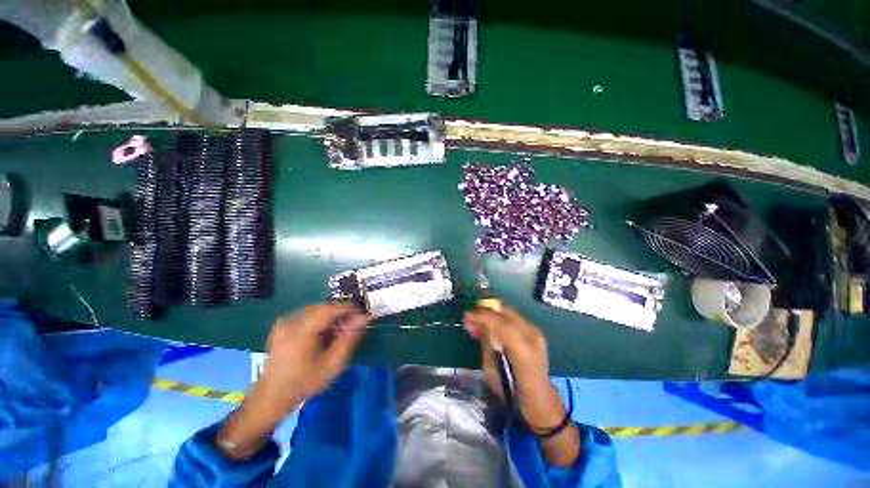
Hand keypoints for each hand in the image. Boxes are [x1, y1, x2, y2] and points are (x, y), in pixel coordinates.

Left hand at [217, 305, 369, 459]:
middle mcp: (290, 322)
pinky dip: (318, 319)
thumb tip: (364, 318)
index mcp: (300, 333)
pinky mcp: (281, 326)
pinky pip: (305, 315)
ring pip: (315, 310)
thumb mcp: (332, 365)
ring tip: (338, 329)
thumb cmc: (304, 383)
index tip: (361, 313)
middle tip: (352, 323)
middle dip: (339, 313)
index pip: (329, 310)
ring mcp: (283, 323)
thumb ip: (349, 339)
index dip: (347, 309)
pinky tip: (323, 332)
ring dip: (329, 316)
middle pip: (322, 308)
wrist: (271, 396)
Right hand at [464, 304, 580, 465]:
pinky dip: (500, 317)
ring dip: (492, 313)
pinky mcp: (535, 331)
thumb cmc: (511, 391)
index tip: (466, 315)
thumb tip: (472, 323)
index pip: (500, 322)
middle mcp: (532, 335)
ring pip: (509, 311)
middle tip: (470, 317)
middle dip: (485, 311)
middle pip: (505, 312)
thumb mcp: (491, 369)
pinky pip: (513, 317)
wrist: (539, 398)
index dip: (481, 315)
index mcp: (522, 349)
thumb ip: (485, 342)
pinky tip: (490, 324)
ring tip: (477, 320)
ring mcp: (536, 332)